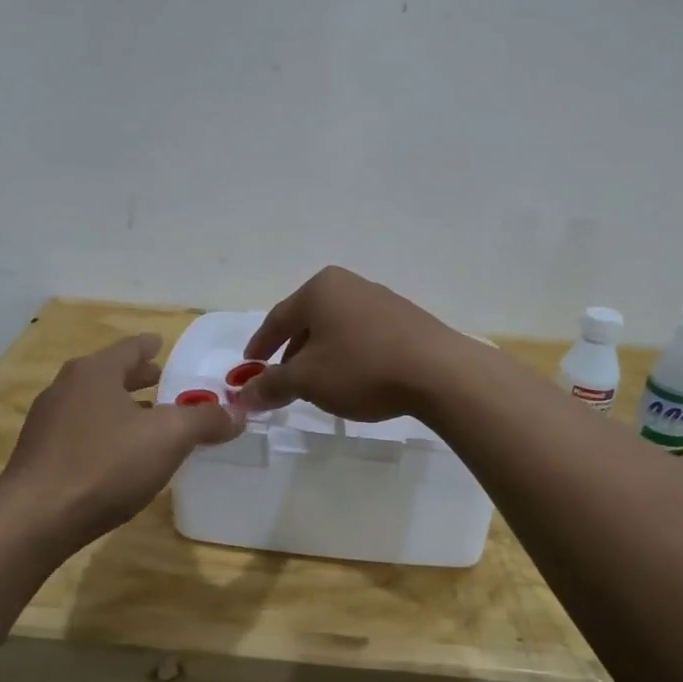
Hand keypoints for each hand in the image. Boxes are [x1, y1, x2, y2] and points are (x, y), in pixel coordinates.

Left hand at [0, 334, 242, 545]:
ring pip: (94, 404)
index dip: (152, 347)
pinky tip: (120, 457)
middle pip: (110, 374)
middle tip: (164, 382)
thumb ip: (206, 420)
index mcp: (95, 372)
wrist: (34, 521)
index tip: (164, 346)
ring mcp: (48, 423)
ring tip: (148, 420)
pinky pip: (82, 433)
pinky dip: (105, 433)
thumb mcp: (168, 438)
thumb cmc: (105, 465)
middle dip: (138, 378)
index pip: (130, 348)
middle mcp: (66, 388)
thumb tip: (238, 413)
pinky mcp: (40, 456)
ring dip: (122, 408)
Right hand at [238, 266, 467, 421]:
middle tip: (282, 382)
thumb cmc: (362, 368)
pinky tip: (354, 380)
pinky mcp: (405, 320)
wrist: (439, 372)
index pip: (278, 319)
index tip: (249, 368)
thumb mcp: (308, 381)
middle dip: (292, 354)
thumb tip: (243, 396)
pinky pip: (363, 336)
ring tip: (318, 386)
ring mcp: (381, 300)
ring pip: (337, 330)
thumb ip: (272, 385)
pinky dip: (349, 356)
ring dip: (321, 357)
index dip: (260, 346)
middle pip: (308, 322)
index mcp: (320, 289)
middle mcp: (349, 285)